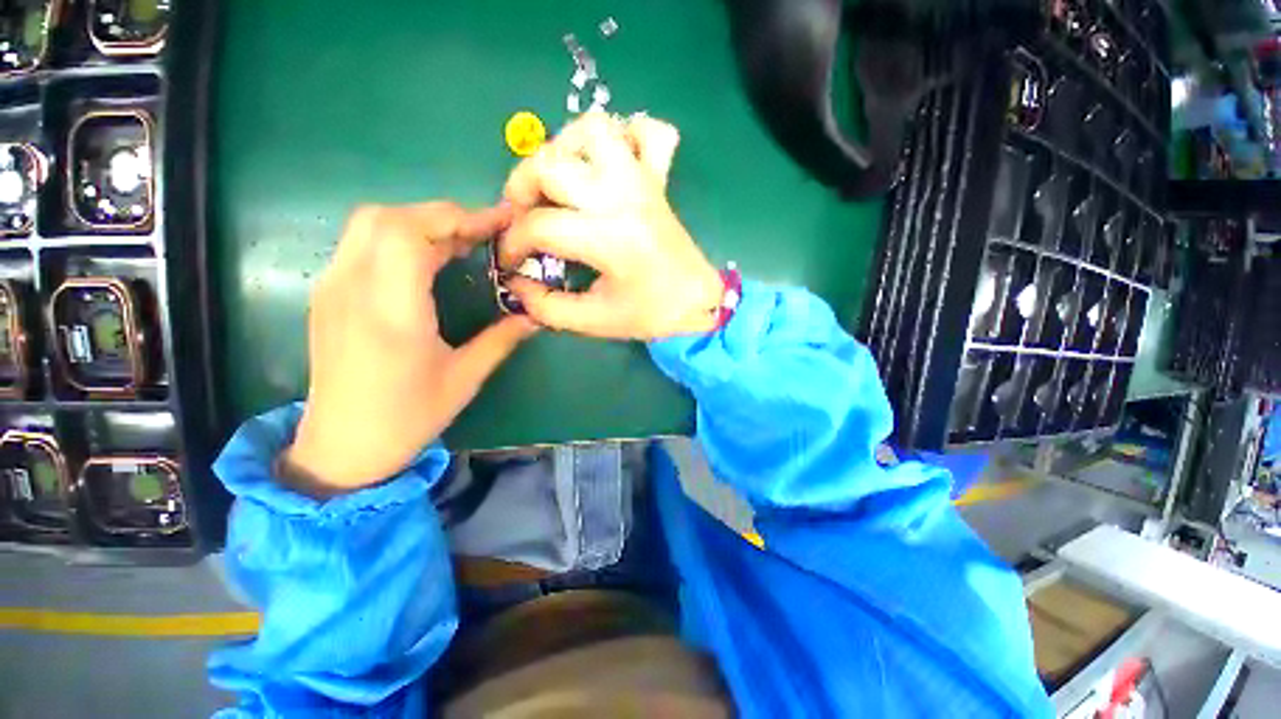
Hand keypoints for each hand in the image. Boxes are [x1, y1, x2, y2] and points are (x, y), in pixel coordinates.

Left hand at [282, 203, 536, 493]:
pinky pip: (362, 244)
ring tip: (460, 244)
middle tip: (482, 235)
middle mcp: (352, 289)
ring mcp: (332, 288)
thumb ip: (502, 339)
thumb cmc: (408, 417)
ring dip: (419, 223)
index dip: (457, 218)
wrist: (342, 447)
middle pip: (387, 217)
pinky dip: (399, 237)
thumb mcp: (465, 378)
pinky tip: (427, 262)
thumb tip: (535, 315)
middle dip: (441, 216)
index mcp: (390, 312)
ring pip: (370, 224)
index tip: (497, 223)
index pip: (410, 233)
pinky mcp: (327, 294)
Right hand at [499, 113, 723, 339]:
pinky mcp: (657, 179)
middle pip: (551, 164)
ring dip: (564, 147)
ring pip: (594, 129)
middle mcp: (621, 197)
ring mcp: (642, 181)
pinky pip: (647, 132)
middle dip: (521, 187)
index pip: (539, 226)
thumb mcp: (594, 321)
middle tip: (523, 215)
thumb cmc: (649, 314)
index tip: (510, 262)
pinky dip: (624, 134)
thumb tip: (515, 284)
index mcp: (608, 238)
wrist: (696, 303)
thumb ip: (547, 306)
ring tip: (559, 182)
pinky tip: (608, 162)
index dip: (512, 244)